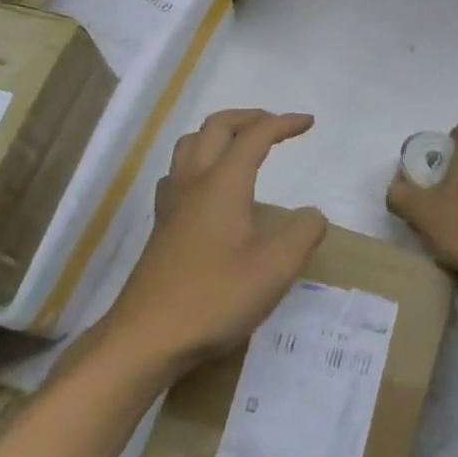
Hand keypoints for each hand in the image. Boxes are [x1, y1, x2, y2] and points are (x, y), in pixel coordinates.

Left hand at [103, 108, 327, 372]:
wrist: (145, 339)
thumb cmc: (214, 298)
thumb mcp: (275, 269)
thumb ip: (303, 233)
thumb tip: (312, 214)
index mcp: (223, 182)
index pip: (255, 135)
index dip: (283, 123)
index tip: (308, 122)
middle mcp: (193, 182)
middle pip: (216, 127)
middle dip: (248, 118)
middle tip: (275, 126)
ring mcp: (171, 204)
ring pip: (190, 145)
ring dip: (219, 135)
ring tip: (241, 148)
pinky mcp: (160, 227)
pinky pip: (178, 173)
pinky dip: (200, 162)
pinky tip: (209, 189)